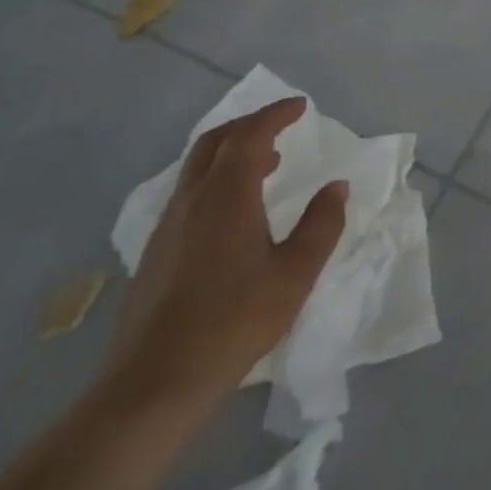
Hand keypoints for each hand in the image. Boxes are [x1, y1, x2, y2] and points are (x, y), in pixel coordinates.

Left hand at [104, 98, 346, 411]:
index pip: (250, 135)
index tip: (301, 106)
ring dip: (232, 152)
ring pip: (197, 167)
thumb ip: (321, 224)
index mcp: (227, 195)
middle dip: (249, 125)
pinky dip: (217, 179)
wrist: (154, 383)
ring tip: (266, 165)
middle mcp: (192, 199)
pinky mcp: (156, 251)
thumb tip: (336, 187)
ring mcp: (168, 226)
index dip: (276, 114)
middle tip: (281, 126)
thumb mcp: (295, 274)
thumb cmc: (234, 321)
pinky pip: (189, 193)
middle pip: (215, 142)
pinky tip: (235, 211)